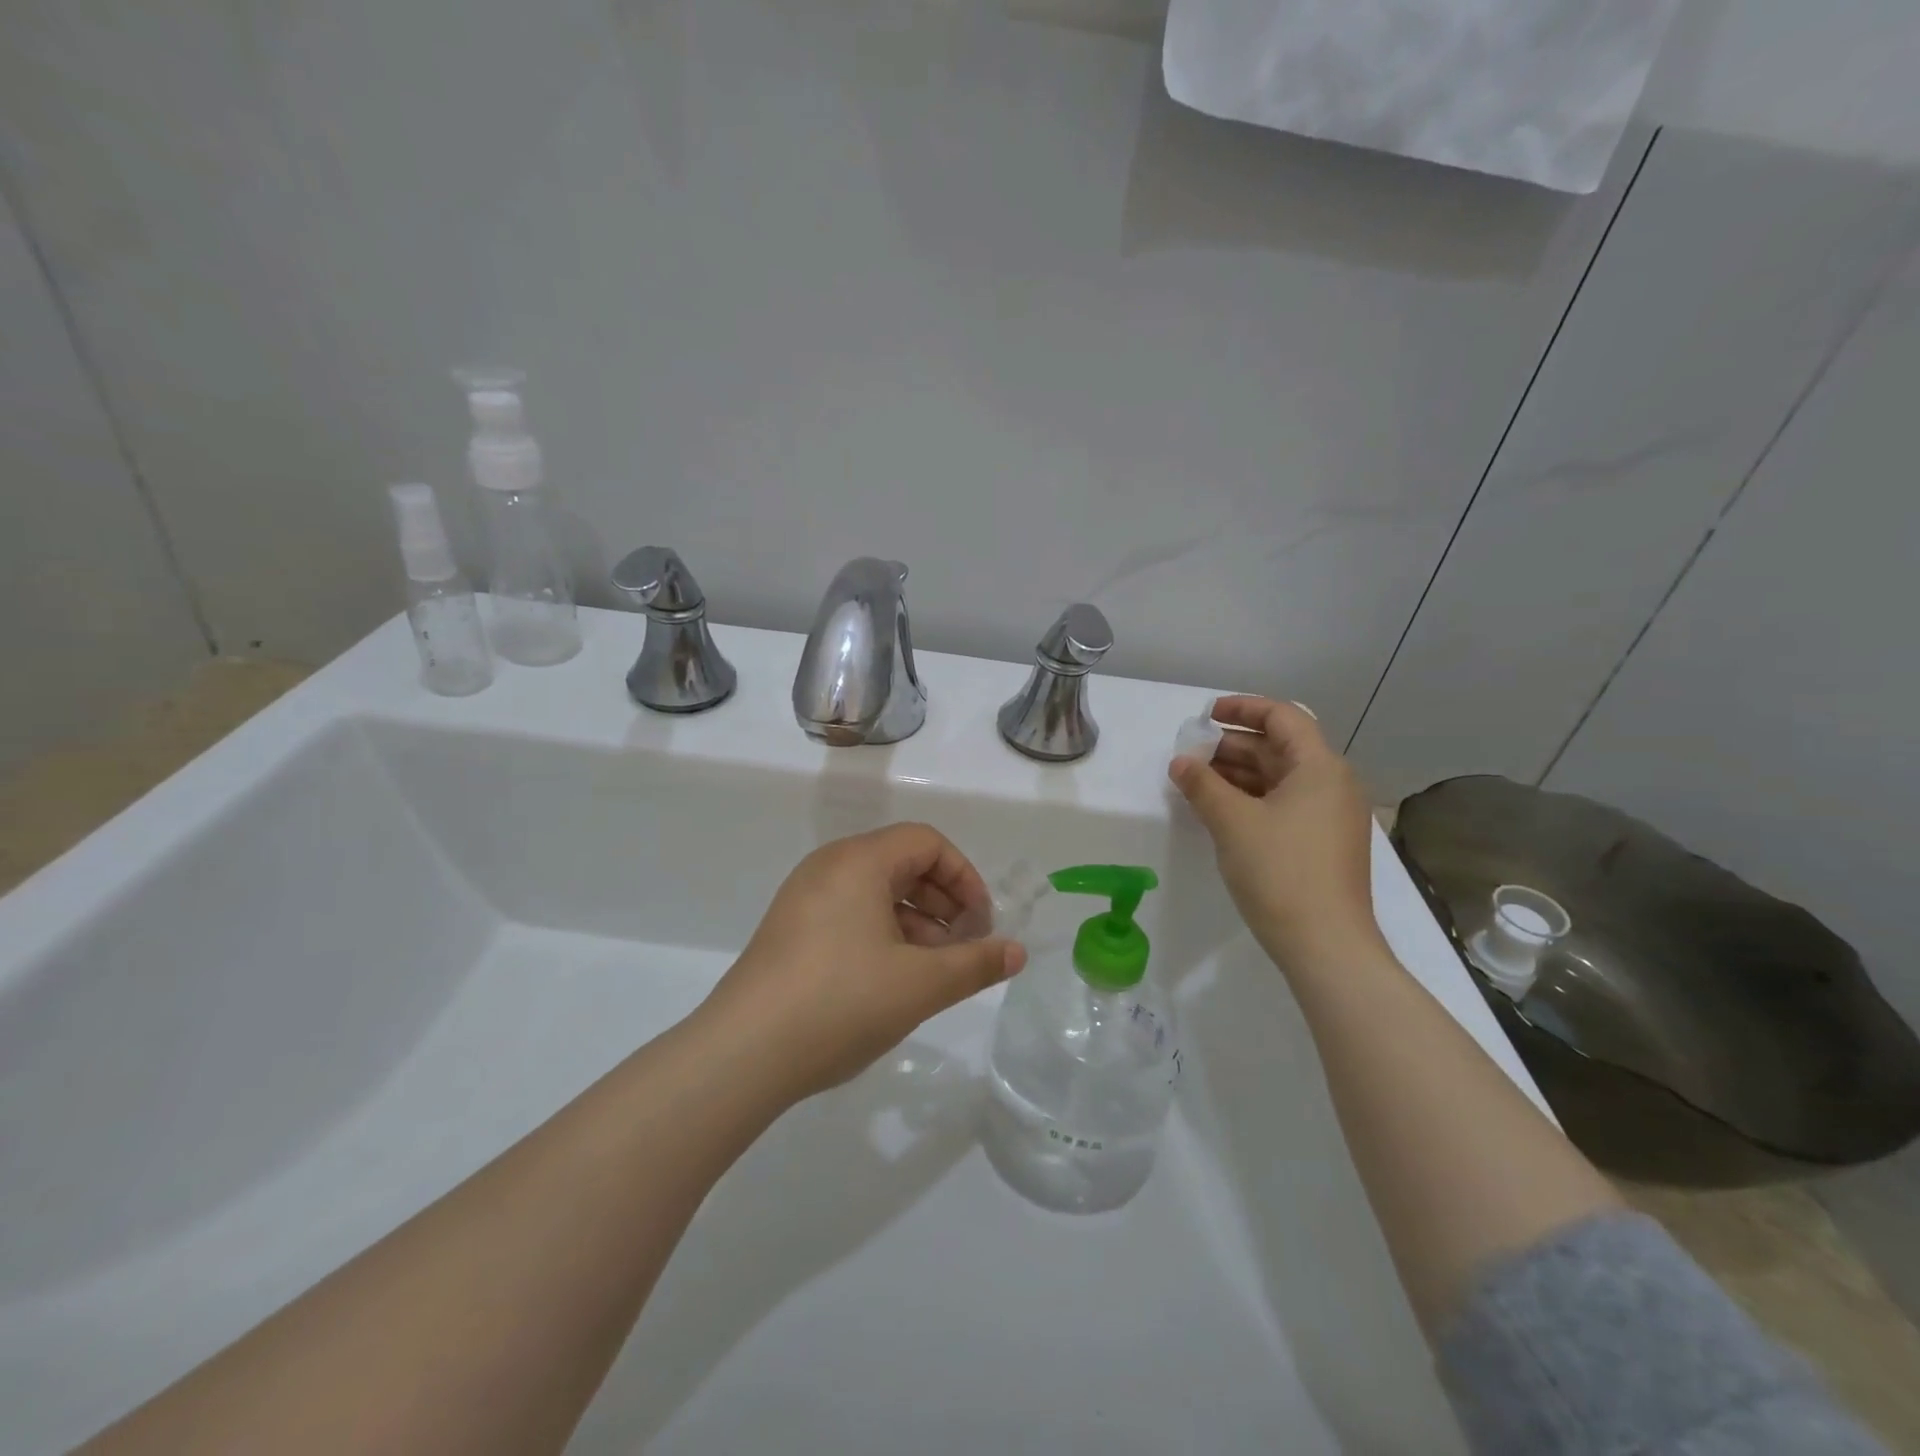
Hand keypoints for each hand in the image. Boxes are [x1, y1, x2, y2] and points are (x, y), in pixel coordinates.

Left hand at [699, 823, 1026, 1104]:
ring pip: (876, 893)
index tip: (981, 925)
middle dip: (943, 902)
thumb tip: (1017, 952)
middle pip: (902, 864)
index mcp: (859, 861)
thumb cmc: (841, 1002)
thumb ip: (976, 964)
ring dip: (916, 923)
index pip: (927, 842)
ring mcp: (804, 898)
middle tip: (964, 948)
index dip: (965, 877)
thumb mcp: (920, 984)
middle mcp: (829, 866)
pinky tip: (893, 981)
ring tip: (934, 972)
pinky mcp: (790, 930)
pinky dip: (883, 935)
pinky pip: (850, 914)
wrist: (743, 1054)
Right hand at [1168, 696, 1382, 971]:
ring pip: (1280, 778)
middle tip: (1190, 754)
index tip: (1205, 715)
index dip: (1242, 708)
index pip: (1282, 716)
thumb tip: (1180, 762)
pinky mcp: (1323, 843)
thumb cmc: (1280, 872)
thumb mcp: (1232, 822)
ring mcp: (1330, 816)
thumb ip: (1202, 785)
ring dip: (1238, 774)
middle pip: (1279, 747)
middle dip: (1232, 746)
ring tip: (1196, 781)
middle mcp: (1332, 784)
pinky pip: (1284, 804)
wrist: (1326, 945)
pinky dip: (1252, 799)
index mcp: (1320, 767)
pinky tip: (1220, 810)